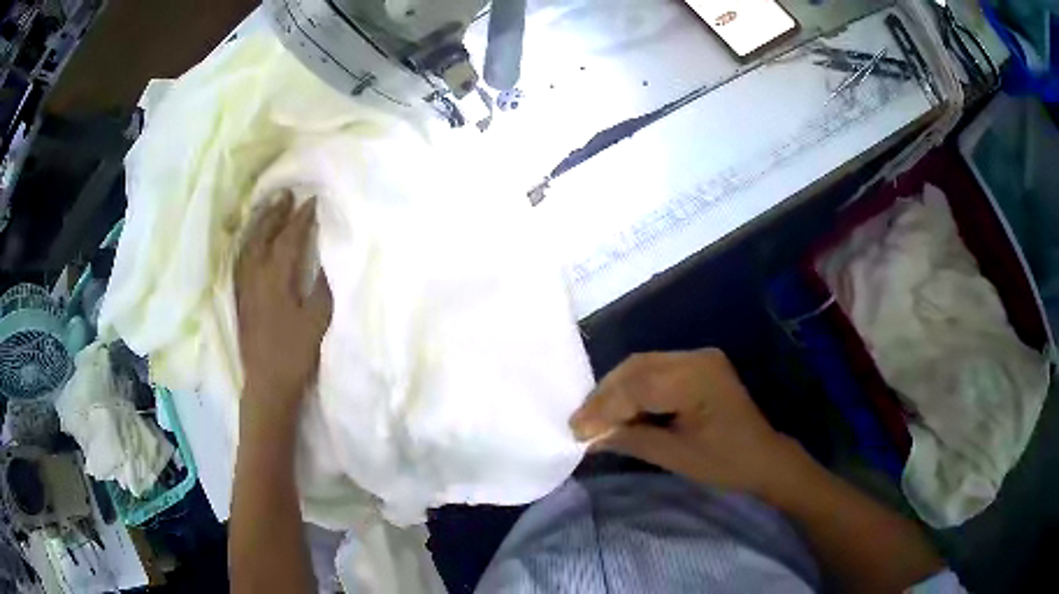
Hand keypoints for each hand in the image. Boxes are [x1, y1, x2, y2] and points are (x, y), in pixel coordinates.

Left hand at [235, 194, 331, 417]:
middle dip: (275, 213)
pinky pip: (240, 261)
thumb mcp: (317, 322)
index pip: (289, 240)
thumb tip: (329, 259)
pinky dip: (246, 244)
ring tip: (268, 209)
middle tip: (286, 193)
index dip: (301, 219)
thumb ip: (323, 288)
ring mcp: (243, 288)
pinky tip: (251, 242)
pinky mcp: (239, 300)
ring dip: (258, 224)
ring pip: (247, 247)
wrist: (267, 385)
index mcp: (275, 279)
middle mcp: (254, 277)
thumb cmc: (295, 354)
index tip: (312, 200)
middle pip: (263, 236)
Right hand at [570, 349, 807, 499]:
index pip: (638, 385)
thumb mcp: (675, 457)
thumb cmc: (725, 462)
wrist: (763, 456)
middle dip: (604, 395)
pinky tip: (620, 408)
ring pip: (642, 365)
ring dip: (615, 390)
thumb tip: (590, 437)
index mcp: (697, 379)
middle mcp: (697, 358)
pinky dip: (633, 388)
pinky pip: (655, 369)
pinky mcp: (698, 365)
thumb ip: (630, 440)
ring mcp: (699, 357)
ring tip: (594, 417)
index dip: (603, 407)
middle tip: (581, 423)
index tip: (576, 430)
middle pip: (637, 367)